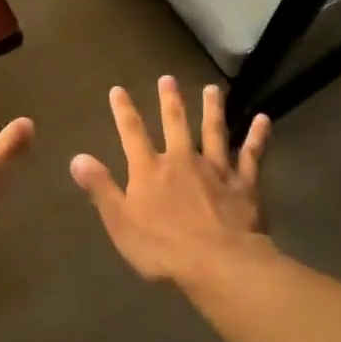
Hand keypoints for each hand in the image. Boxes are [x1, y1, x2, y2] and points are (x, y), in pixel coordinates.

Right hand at [70, 77, 271, 288]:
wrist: (218, 262)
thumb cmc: (163, 248)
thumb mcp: (120, 222)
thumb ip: (101, 188)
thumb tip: (77, 158)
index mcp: (150, 170)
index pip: (132, 133)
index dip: (123, 111)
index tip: (118, 90)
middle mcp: (182, 159)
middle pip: (175, 123)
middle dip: (170, 100)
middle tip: (168, 78)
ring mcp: (215, 168)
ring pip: (214, 131)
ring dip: (213, 109)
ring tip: (213, 89)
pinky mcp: (244, 182)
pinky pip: (252, 154)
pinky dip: (257, 136)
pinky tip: (263, 119)